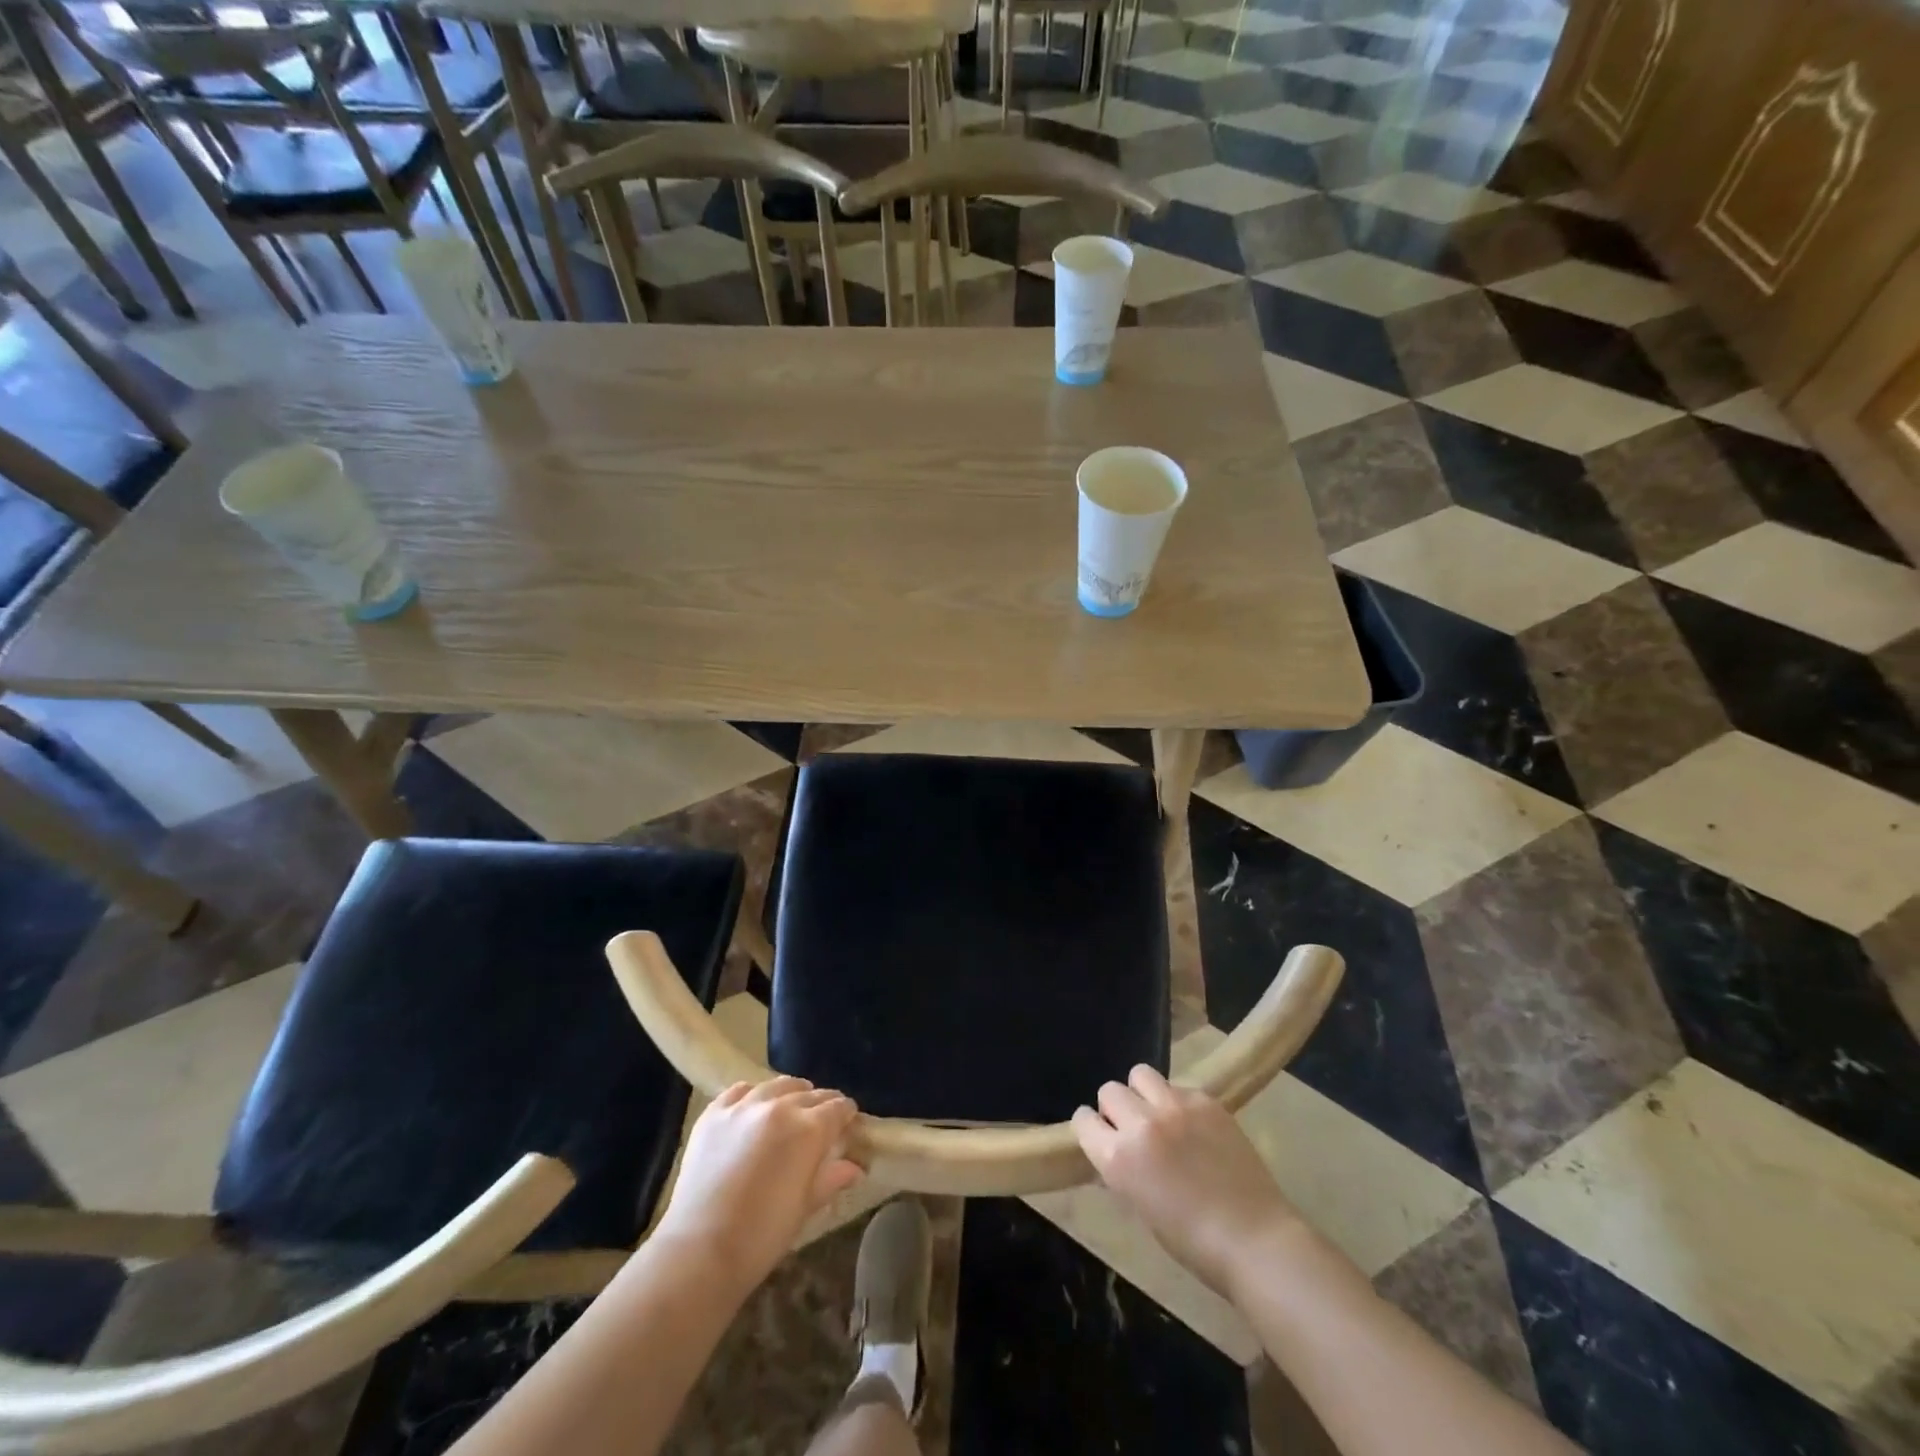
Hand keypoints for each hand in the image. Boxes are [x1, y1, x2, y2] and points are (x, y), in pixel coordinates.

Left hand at [652, 1077, 864, 1290]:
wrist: (699, 1251)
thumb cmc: (762, 1236)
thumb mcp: (804, 1208)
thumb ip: (831, 1178)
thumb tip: (855, 1167)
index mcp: (808, 1129)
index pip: (837, 1108)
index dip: (846, 1114)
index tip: (848, 1122)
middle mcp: (779, 1107)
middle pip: (810, 1094)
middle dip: (822, 1104)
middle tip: (823, 1120)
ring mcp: (744, 1106)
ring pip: (777, 1085)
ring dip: (791, 1094)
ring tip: (792, 1107)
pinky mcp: (714, 1113)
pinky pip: (740, 1091)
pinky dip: (753, 1095)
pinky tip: (753, 1109)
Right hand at [1073, 1066, 1301, 1297]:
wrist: (1255, 1240)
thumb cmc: (1193, 1243)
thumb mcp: (1141, 1209)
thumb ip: (1121, 1171)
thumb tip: (1113, 1154)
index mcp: (1118, 1158)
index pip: (1083, 1120)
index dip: (1090, 1127)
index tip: (1100, 1135)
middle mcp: (1140, 1123)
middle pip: (1110, 1090)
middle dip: (1115, 1108)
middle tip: (1134, 1128)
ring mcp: (1174, 1107)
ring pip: (1141, 1074)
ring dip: (1143, 1093)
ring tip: (1160, 1115)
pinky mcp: (1205, 1100)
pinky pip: (1177, 1085)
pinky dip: (1177, 1101)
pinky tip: (1193, 1125)